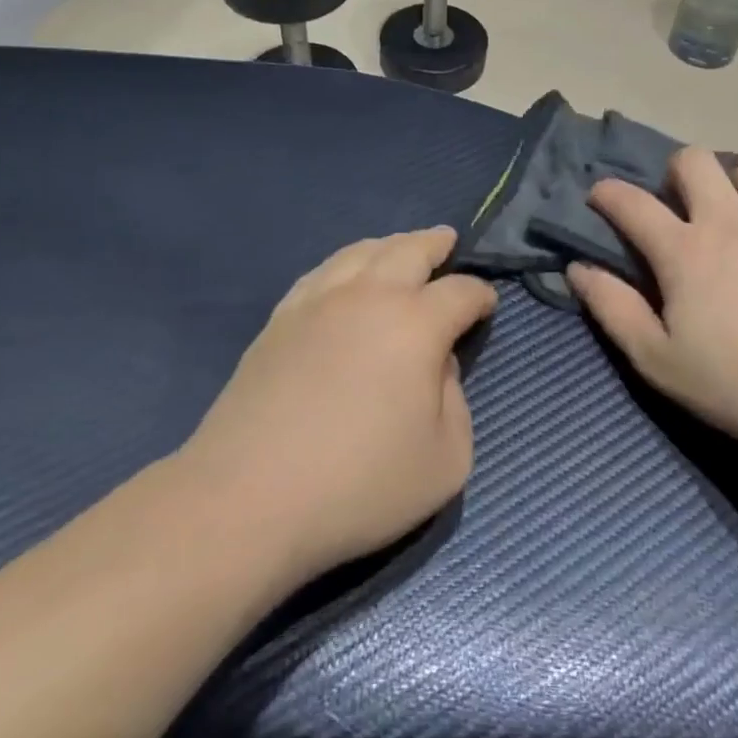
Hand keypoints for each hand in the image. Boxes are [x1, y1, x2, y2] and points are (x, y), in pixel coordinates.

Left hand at [180, 227, 495, 585]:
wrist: (250, 497)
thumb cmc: (359, 484)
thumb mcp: (445, 460)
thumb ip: (456, 402)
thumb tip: (437, 365)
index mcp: (415, 324)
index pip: (460, 292)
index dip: (481, 295)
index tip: (487, 305)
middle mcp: (368, 296)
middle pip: (408, 249)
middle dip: (435, 243)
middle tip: (448, 240)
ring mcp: (317, 302)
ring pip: (360, 251)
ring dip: (390, 244)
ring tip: (400, 248)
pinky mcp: (280, 319)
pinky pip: (321, 272)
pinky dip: (346, 263)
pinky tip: (345, 274)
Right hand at [566, 147, 737, 459]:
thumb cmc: (735, 383)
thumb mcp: (656, 358)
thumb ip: (612, 308)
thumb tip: (578, 268)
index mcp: (684, 250)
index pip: (631, 202)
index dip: (607, 193)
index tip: (599, 198)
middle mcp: (729, 221)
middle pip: (696, 159)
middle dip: (676, 172)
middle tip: (678, 205)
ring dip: (733, 185)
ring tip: (733, 216)